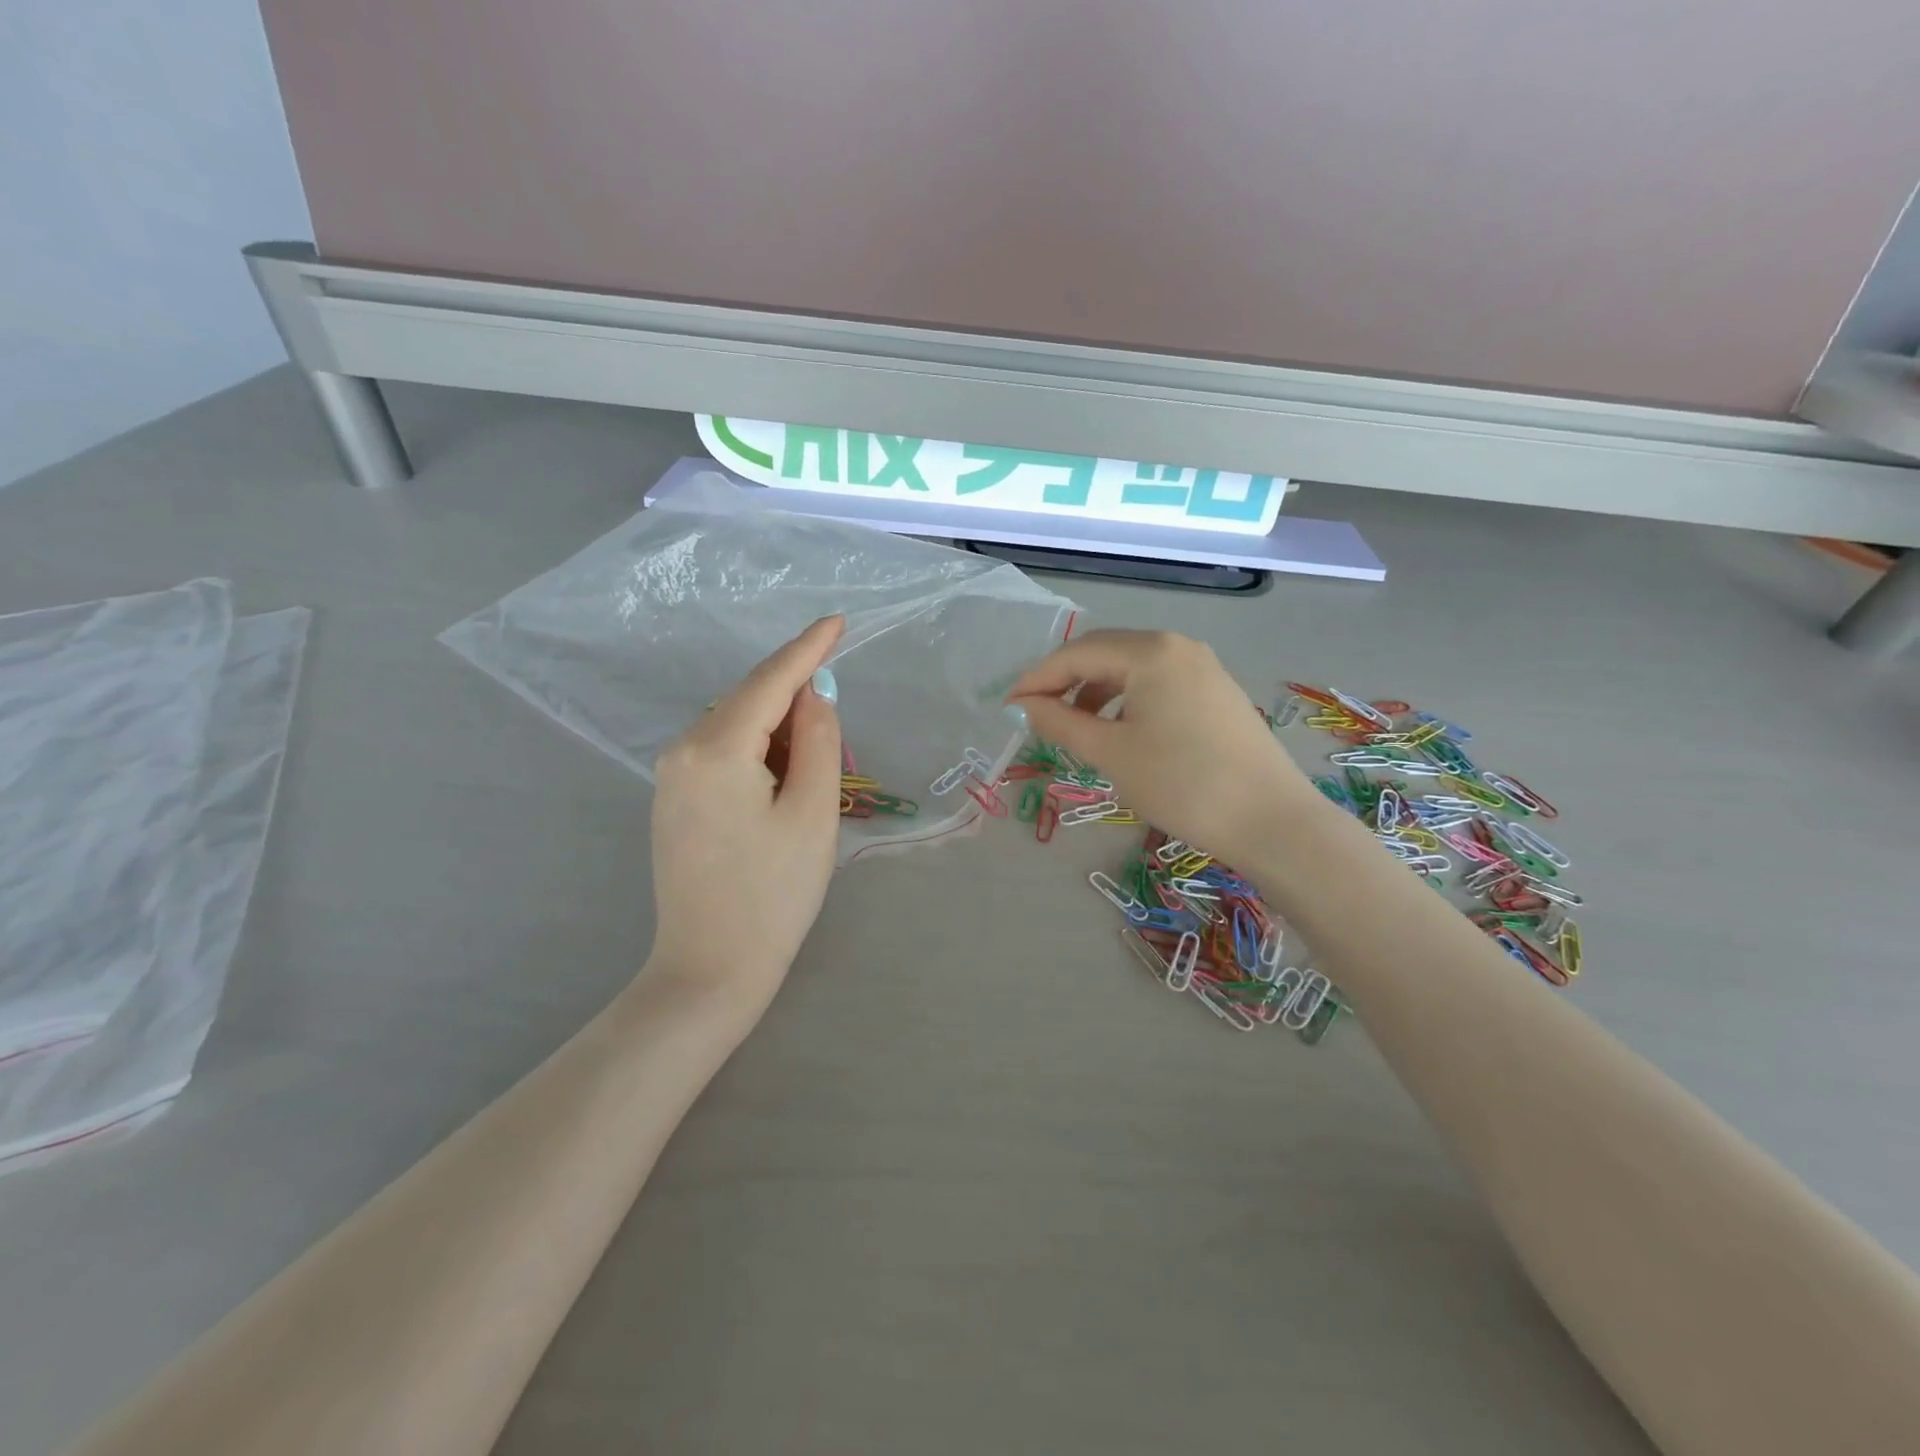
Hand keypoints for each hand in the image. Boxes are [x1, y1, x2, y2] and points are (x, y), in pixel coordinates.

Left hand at [647, 617, 844, 1009]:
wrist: (709, 970)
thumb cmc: (773, 894)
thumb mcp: (813, 813)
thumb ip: (817, 740)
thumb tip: (814, 695)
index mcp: (715, 749)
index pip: (770, 681)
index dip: (808, 649)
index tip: (838, 621)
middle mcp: (682, 750)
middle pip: (750, 702)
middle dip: (798, 705)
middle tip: (838, 744)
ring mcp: (670, 777)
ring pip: (737, 728)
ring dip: (780, 734)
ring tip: (814, 778)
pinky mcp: (673, 800)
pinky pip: (722, 753)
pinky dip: (759, 754)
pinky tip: (781, 784)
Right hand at [1006, 629, 1317, 867]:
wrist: (1269, 820)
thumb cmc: (1181, 783)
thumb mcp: (1111, 753)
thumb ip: (1061, 722)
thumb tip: (1026, 705)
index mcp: (1150, 651)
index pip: (1078, 653)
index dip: (1038, 678)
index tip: (1009, 705)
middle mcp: (1177, 646)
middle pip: (1106, 653)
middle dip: (1066, 681)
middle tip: (1037, 714)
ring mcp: (1203, 667)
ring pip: (1132, 668)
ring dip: (1096, 691)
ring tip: (1076, 727)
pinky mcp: (1217, 691)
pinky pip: (1158, 683)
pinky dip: (1127, 700)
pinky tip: (1120, 731)